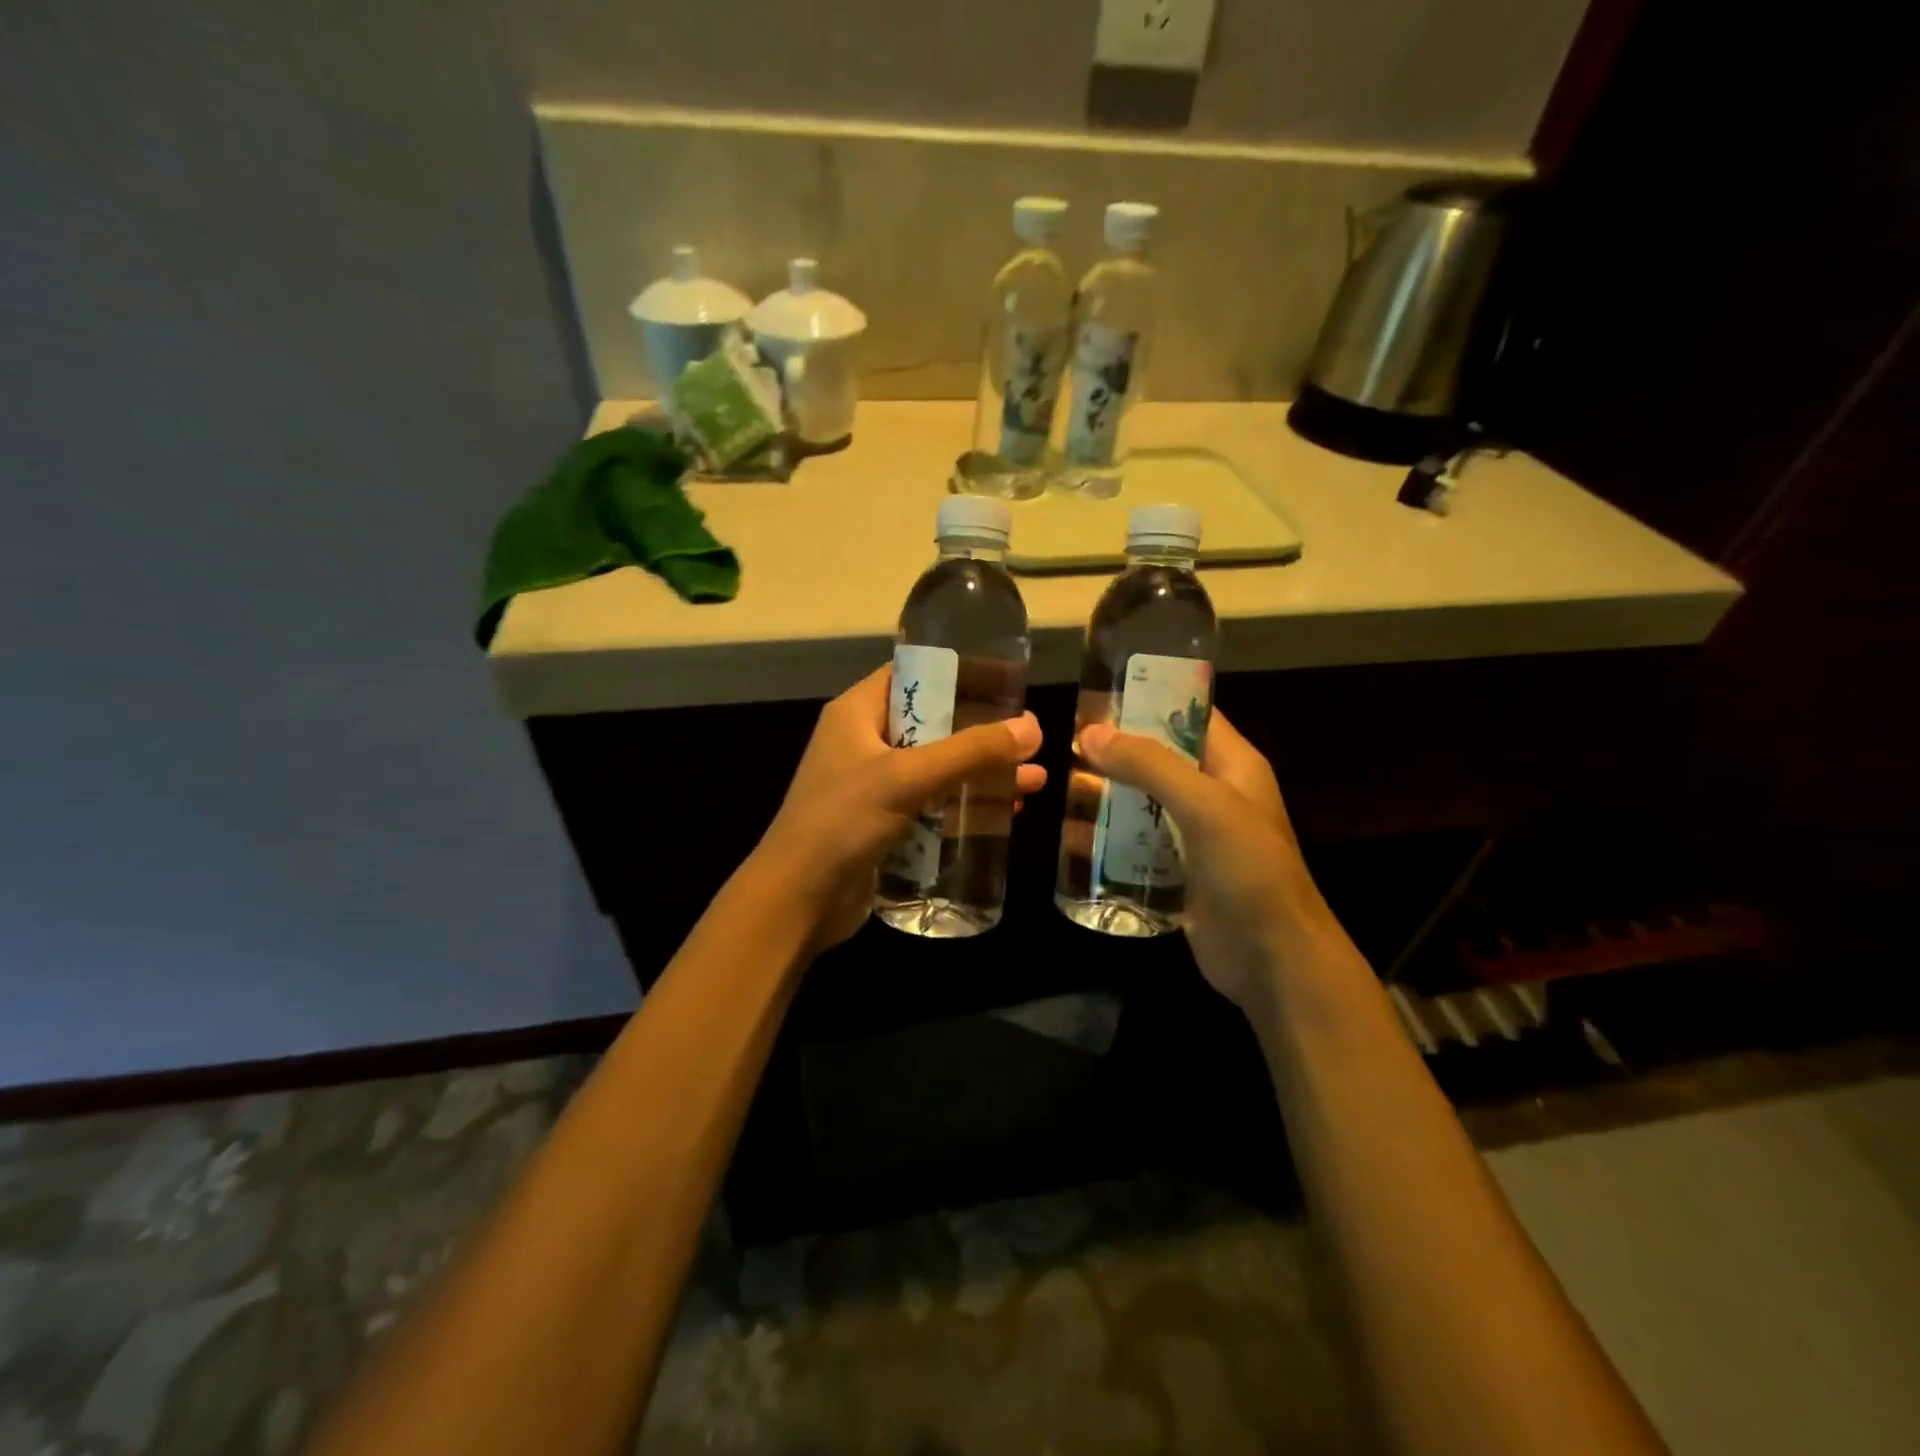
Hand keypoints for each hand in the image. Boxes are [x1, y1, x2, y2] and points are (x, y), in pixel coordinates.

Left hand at [750, 666, 1044, 948]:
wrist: (797, 901)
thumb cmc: (842, 823)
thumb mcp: (907, 778)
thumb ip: (970, 752)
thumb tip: (1031, 728)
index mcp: (857, 714)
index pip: (911, 674)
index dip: (958, 673)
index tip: (1006, 681)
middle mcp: (865, 743)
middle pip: (933, 723)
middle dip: (981, 730)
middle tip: (1030, 734)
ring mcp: (874, 786)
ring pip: (938, 768)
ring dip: (981, 772)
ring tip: (1034, 778)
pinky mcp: (885, 824)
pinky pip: (933, 803)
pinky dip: (966, 804)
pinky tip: (1007, 811)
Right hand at [1078, 711, 1353, 1013]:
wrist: (1274, 961)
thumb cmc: (1249, 871)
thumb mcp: (1205, 806)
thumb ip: (1150, 765)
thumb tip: (1091, 733)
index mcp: (1234, 765)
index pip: (1191, 713)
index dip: (1149, 699)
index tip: (1099, 695)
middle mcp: (1215, 793)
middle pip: (1159, 758)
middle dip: (1116, 751)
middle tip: (1066, 744)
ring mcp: (1196, 835)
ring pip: (1143, 801)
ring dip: (1107, 795)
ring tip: (1061, 787)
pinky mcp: (1179, 871)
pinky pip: (1138, 843)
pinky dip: (1109, 838)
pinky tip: (1073, 838)